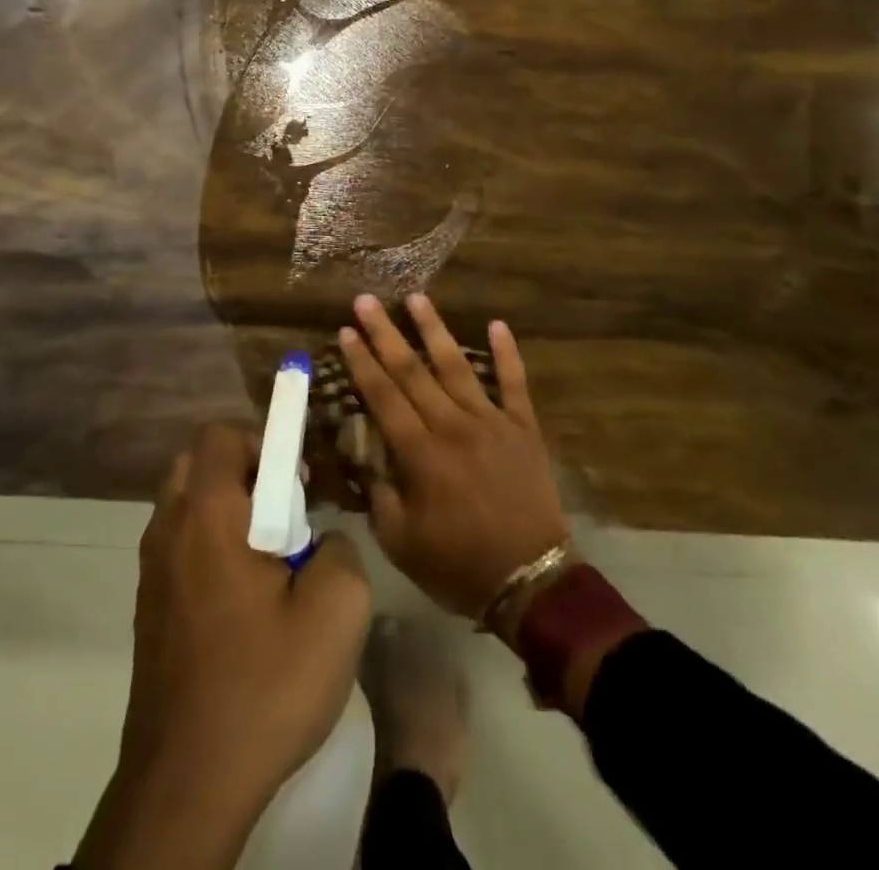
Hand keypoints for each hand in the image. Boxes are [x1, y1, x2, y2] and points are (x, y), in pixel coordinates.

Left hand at [75, 422, 370, 869]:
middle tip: (285, 511)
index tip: (298, 481)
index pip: (221, 434)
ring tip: (270, 558)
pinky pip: (180, 544)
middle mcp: (169, 528)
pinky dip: (211, 544)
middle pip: (199, 462)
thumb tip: (319, 542)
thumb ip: (339, 549)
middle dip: (245, 470)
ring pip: (187, 504)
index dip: (265, 439)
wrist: (186, 783)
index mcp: (207, 514)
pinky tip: (245, 600)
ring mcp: (151, 570)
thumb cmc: (263, 685)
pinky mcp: (149, 608)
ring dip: (228, 509)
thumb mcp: (336, 611)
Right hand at [341, 294, 568, 624]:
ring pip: (457, 366)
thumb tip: (364, 454)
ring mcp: (492, 421)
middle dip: (385, 333)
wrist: (532, 581)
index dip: (362, 362)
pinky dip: (507, 353)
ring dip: (434, 330)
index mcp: (420, 454)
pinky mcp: (524, 427)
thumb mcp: (400, 542)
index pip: (383, 396)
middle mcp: (453, 426)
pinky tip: (496, 324)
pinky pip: (514, 383)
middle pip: (412, 371)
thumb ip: (378, 493)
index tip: (346, 331)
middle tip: (366, 301)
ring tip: (416, 297)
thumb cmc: (459, 565)